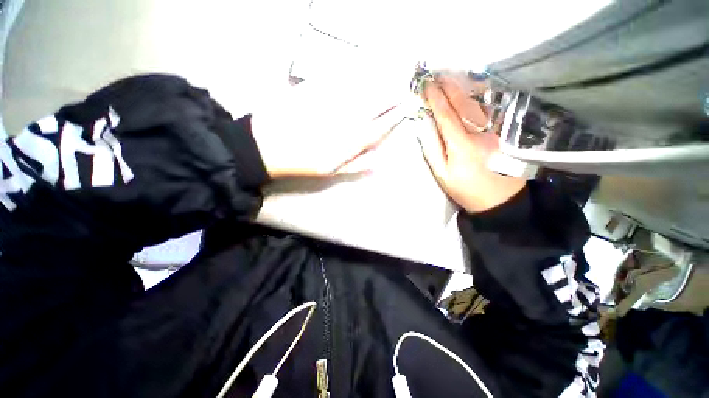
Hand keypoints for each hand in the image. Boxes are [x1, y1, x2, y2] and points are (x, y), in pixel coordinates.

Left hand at [251, 80, 402, 177]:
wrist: (270, 144)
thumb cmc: (304, 162)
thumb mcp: (333, 171)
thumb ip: (358, 164)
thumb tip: (381, 161)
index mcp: (352, 140)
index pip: (380, 126)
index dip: (395, 116)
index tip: (405, 107)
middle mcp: (348, 118)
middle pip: (375, 103)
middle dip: (391, 96)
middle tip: (400, 90)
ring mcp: (333, 101)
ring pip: (362, 88)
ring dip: (378, 83)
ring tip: (388, 78)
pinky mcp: (318, 88)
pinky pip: (342, 79)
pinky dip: (355, 75)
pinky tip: (361, 73)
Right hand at [417, 74, 524, 212]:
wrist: (498, 200)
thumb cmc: (465, 189)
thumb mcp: (442, 174)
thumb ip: (432, 149)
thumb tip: (424, 126)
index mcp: (461, 144)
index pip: (446, 114)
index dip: (435, 99)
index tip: (426, 86)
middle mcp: (479, 132)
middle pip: (462, 103)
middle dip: (449, 87)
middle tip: (438, 74)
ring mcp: (493, 131)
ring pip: (478, 103)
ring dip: (463, 88)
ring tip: (452, 77)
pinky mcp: (501, 133)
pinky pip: (488, 110)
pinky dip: (477, 97)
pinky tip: (471, 90)